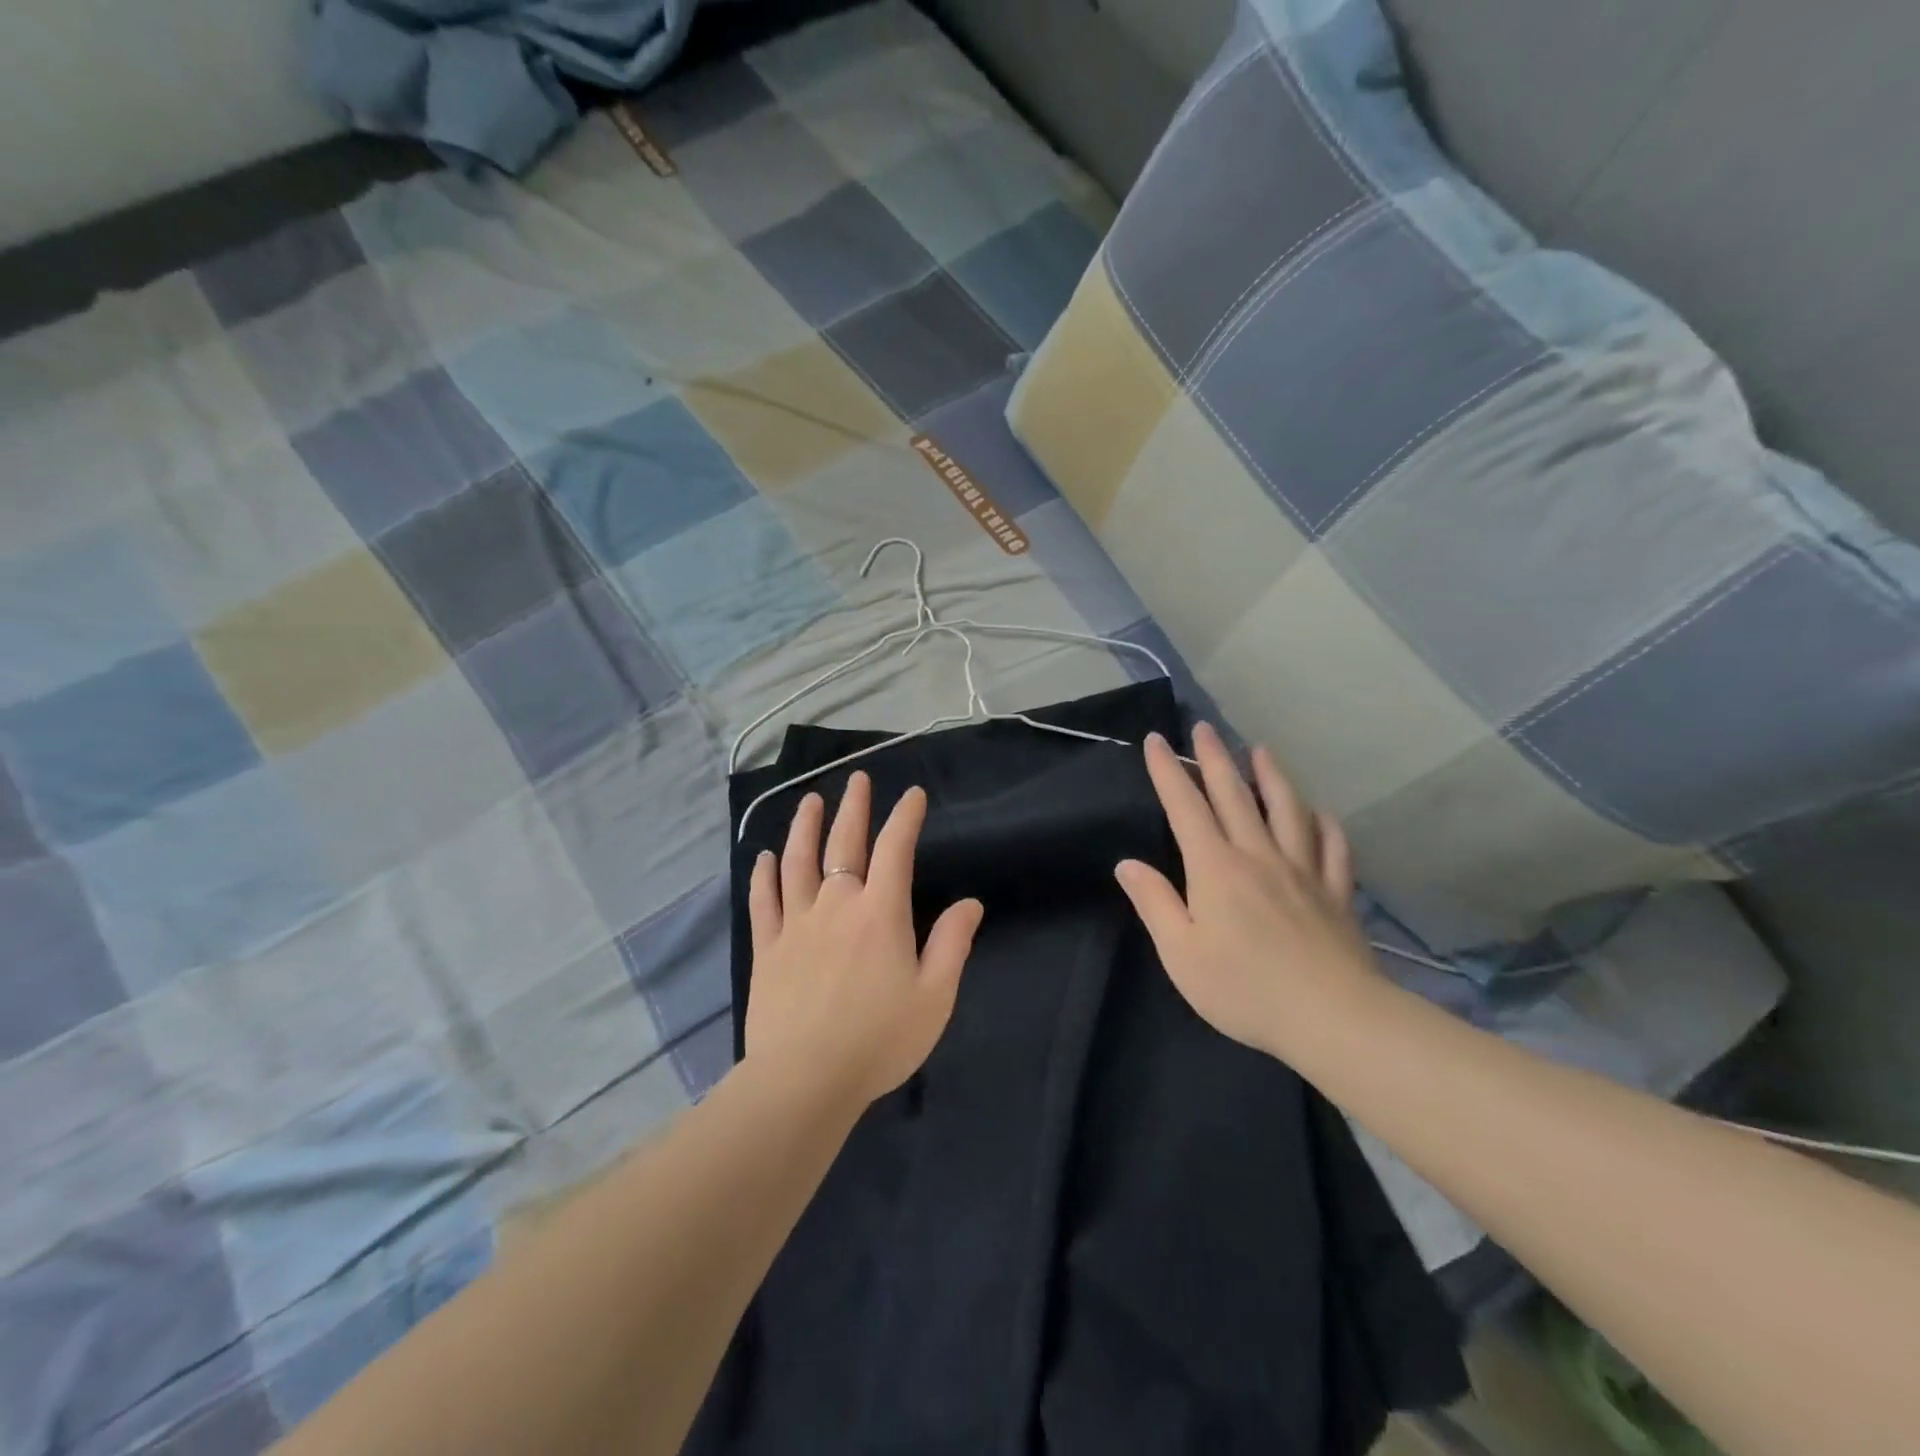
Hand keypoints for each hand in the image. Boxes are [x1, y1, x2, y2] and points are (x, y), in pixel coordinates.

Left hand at [744, 772, 984, 1107]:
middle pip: (843, 843)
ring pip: (797, 862)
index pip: (894, 849)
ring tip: (810, 802)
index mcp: (880, 912)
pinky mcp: (767, 948)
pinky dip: (763, 874)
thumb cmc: (879, 1040)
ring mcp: (796, 923)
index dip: (905, 817)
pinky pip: (763, 900)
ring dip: (804, 827)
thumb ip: (952, 944)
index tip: (913, 795)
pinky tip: (764, 857)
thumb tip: (970, 903)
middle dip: (854, 807)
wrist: (804, 1080)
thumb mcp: (934, 997)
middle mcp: (836, 905)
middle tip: (857, 779)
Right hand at [1115, 723, 1378, 1061]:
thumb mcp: (1180, 953)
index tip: (1157, 740)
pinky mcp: (1336, 893)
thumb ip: (1155, 903)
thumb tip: (1128, 864)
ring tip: (1261, 749)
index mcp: (1215, 868)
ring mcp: (1303, 871)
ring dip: (1271, 776)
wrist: (1331, 1017)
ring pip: (1287, 810)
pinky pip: (1333, 849)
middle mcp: (1258, 856)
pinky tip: (1322, 813)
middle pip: (1234, 795)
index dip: (1169, 772)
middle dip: (1214, 758)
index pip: (1185, 807)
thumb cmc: (1243, 988)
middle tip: (1204, 727)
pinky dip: (1326, 825)